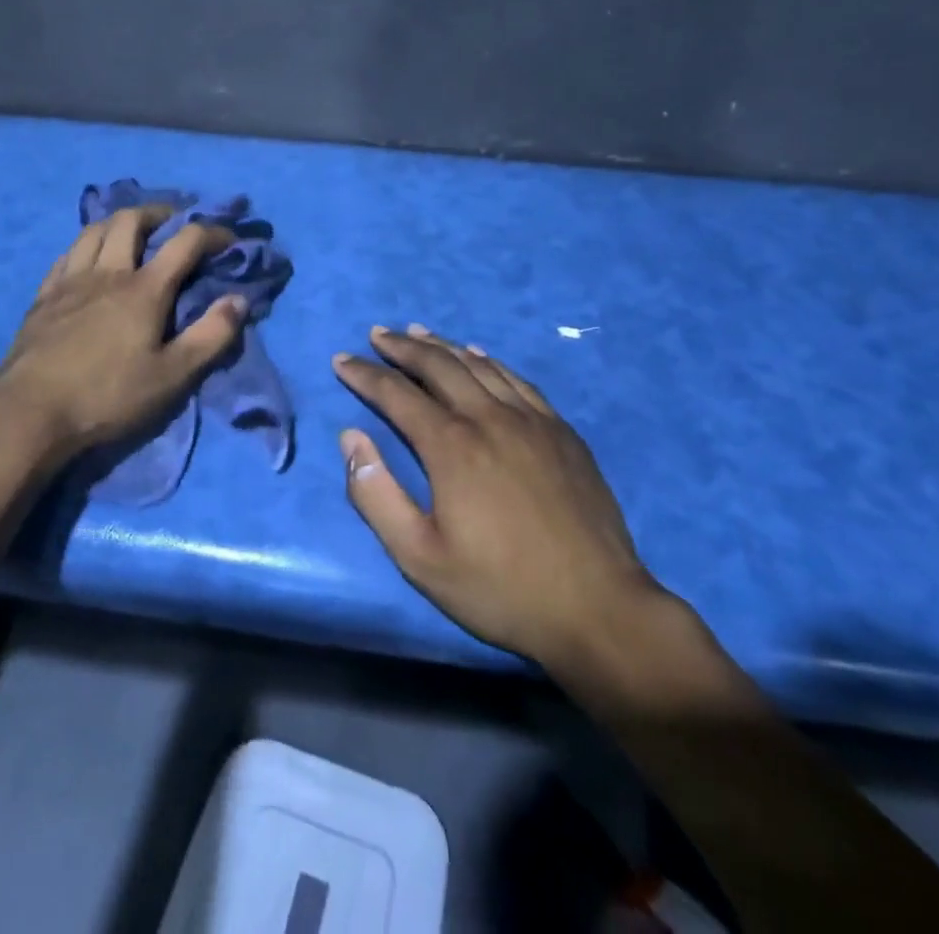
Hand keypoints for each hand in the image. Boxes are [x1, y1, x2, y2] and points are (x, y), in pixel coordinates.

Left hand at [0, 207, 247, 479]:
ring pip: (94, 230)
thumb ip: (211, 336)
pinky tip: (88, 260)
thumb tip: (239, 300)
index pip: (185, 242)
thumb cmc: (108, 396)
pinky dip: (86, 246)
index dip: (213, 233)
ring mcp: (70, 282)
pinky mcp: (43, 298)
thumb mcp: (172, 376)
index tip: (230, 239)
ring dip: (120, 223)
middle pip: (131, 220)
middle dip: (159, 213)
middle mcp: (107, 273)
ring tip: (133, 233)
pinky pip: (66, 255)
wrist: (29, 415)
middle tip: (174, 224)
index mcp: (144, 289)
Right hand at [332, 325, 665, 669]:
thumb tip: (350, 437)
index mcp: (452, 445)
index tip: (341, 359)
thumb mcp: (420, 557)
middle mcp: (489, 417)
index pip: (396, 393)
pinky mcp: (561, 430)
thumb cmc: (499, 588)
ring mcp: (531, 419)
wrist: (597, 607)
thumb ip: (376, 494)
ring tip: (418, 332)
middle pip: (438, 366)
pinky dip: (489, 361)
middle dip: (402, 347)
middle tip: (378, 333)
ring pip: (478, 365)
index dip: (365, 374)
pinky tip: (480, 357)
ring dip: (442, 346)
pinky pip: (517, 380)